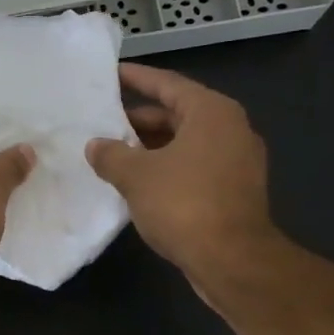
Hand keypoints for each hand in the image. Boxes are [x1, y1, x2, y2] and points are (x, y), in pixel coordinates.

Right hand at [85, 64, 279, 298]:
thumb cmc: (184, 203)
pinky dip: (166, 167)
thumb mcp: (135, 175)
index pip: (168, 84)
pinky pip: (193, 166)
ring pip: (185, 142)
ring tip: (113, 151)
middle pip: (178, 113)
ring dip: (150, 146)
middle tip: (103, 119)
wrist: (233, 261)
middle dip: (139, 118)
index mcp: (211, 113)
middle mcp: (230, 129)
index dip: (136, 78)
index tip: (111, 73)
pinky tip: (136, 180)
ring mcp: (237, 161)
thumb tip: (96, 146)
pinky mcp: (235, 190)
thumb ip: (111, 154)